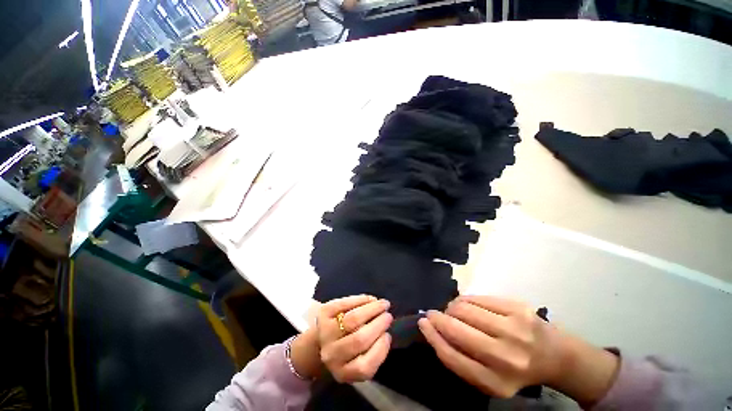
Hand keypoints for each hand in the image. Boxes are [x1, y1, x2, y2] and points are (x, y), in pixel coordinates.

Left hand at [313, 295, 392, 382]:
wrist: (321, 339)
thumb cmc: (347, 349)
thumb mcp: (359, 360)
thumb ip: (372, 351)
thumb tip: (385, 332)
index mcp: (343, 372)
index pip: (364, 366)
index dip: (380, 349)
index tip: (388, 335)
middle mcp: (331, 355)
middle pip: (359, 339)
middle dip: (378, 324)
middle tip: (389, 315)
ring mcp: (325, 333)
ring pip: (352, 319)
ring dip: (372, 309)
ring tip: (383, 304)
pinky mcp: (323, 313)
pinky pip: (344, 303)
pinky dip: (360, 299)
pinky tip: (370, 299)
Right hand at [418, 295, 617, 403]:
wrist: (556, 355)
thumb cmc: (515, 369)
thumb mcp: (488, 377)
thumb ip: (460, 359)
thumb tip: (433, 329)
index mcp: (496, 382)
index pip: (453, 357)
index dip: (433, 337)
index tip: (423, 323)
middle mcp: (506, 358)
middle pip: (457, 330)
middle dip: (438, 318)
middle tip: (433, 313)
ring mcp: (514, 329)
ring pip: (464, 310)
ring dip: (451, 308)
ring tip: (452, 311)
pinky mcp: (517, 308)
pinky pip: (477, 298)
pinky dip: (465, 300)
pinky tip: (466, 305)